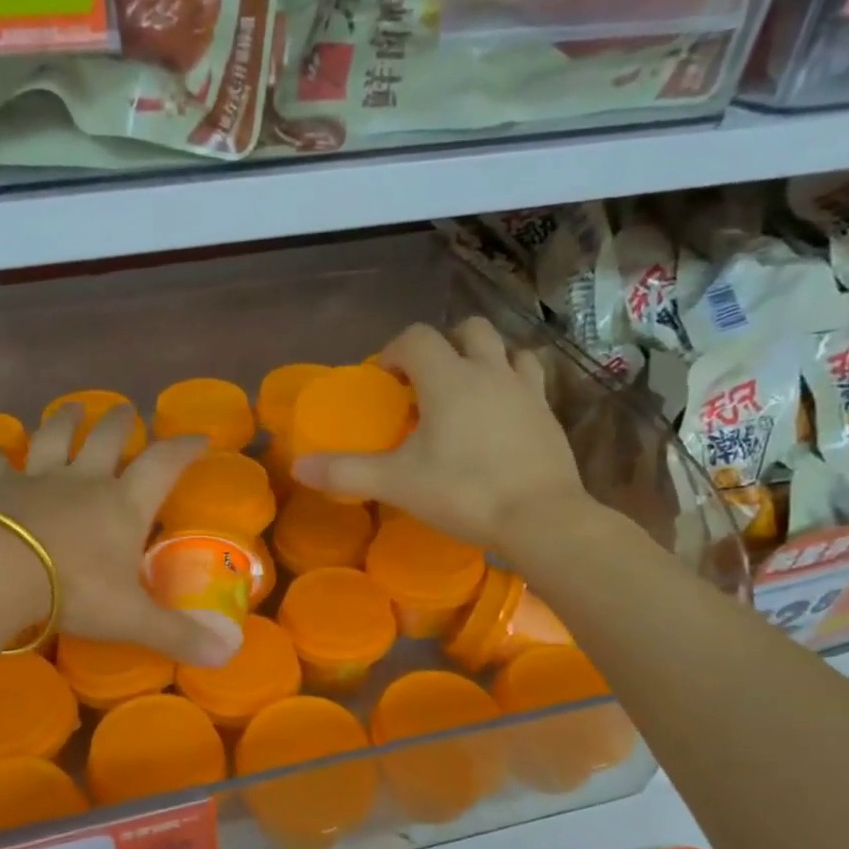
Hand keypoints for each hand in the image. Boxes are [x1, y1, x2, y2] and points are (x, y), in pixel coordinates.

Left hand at [0, 405, 240, 666]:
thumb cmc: (73, 591)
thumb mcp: (131, 619)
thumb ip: (178, 635)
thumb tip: (228, 655)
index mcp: (123, 505)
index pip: (163, 464)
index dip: (184, 448)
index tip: (199, 435)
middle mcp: (84, 481)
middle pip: (106, 438)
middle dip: (119, 422)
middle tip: (125, 410)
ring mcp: (37, 479)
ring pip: (54, 437)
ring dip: (65, 420)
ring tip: (72, 408)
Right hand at [293, 319, 593, 552]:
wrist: (540, 518)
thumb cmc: (463, 492)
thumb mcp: (396, 484)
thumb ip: (345, 471)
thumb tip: (298, 466)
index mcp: (448, 379)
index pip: (416, 338)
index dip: (393, 351)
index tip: (383, 380)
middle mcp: (490, 372)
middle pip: (468, 330)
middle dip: (443, 345)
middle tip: (425, 381)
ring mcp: (526, 391)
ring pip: (507, 349)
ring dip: (484, 359)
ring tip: (467, 392)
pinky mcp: (549, 415)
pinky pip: (530, 381)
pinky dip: (512, 385)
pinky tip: (501, 417)